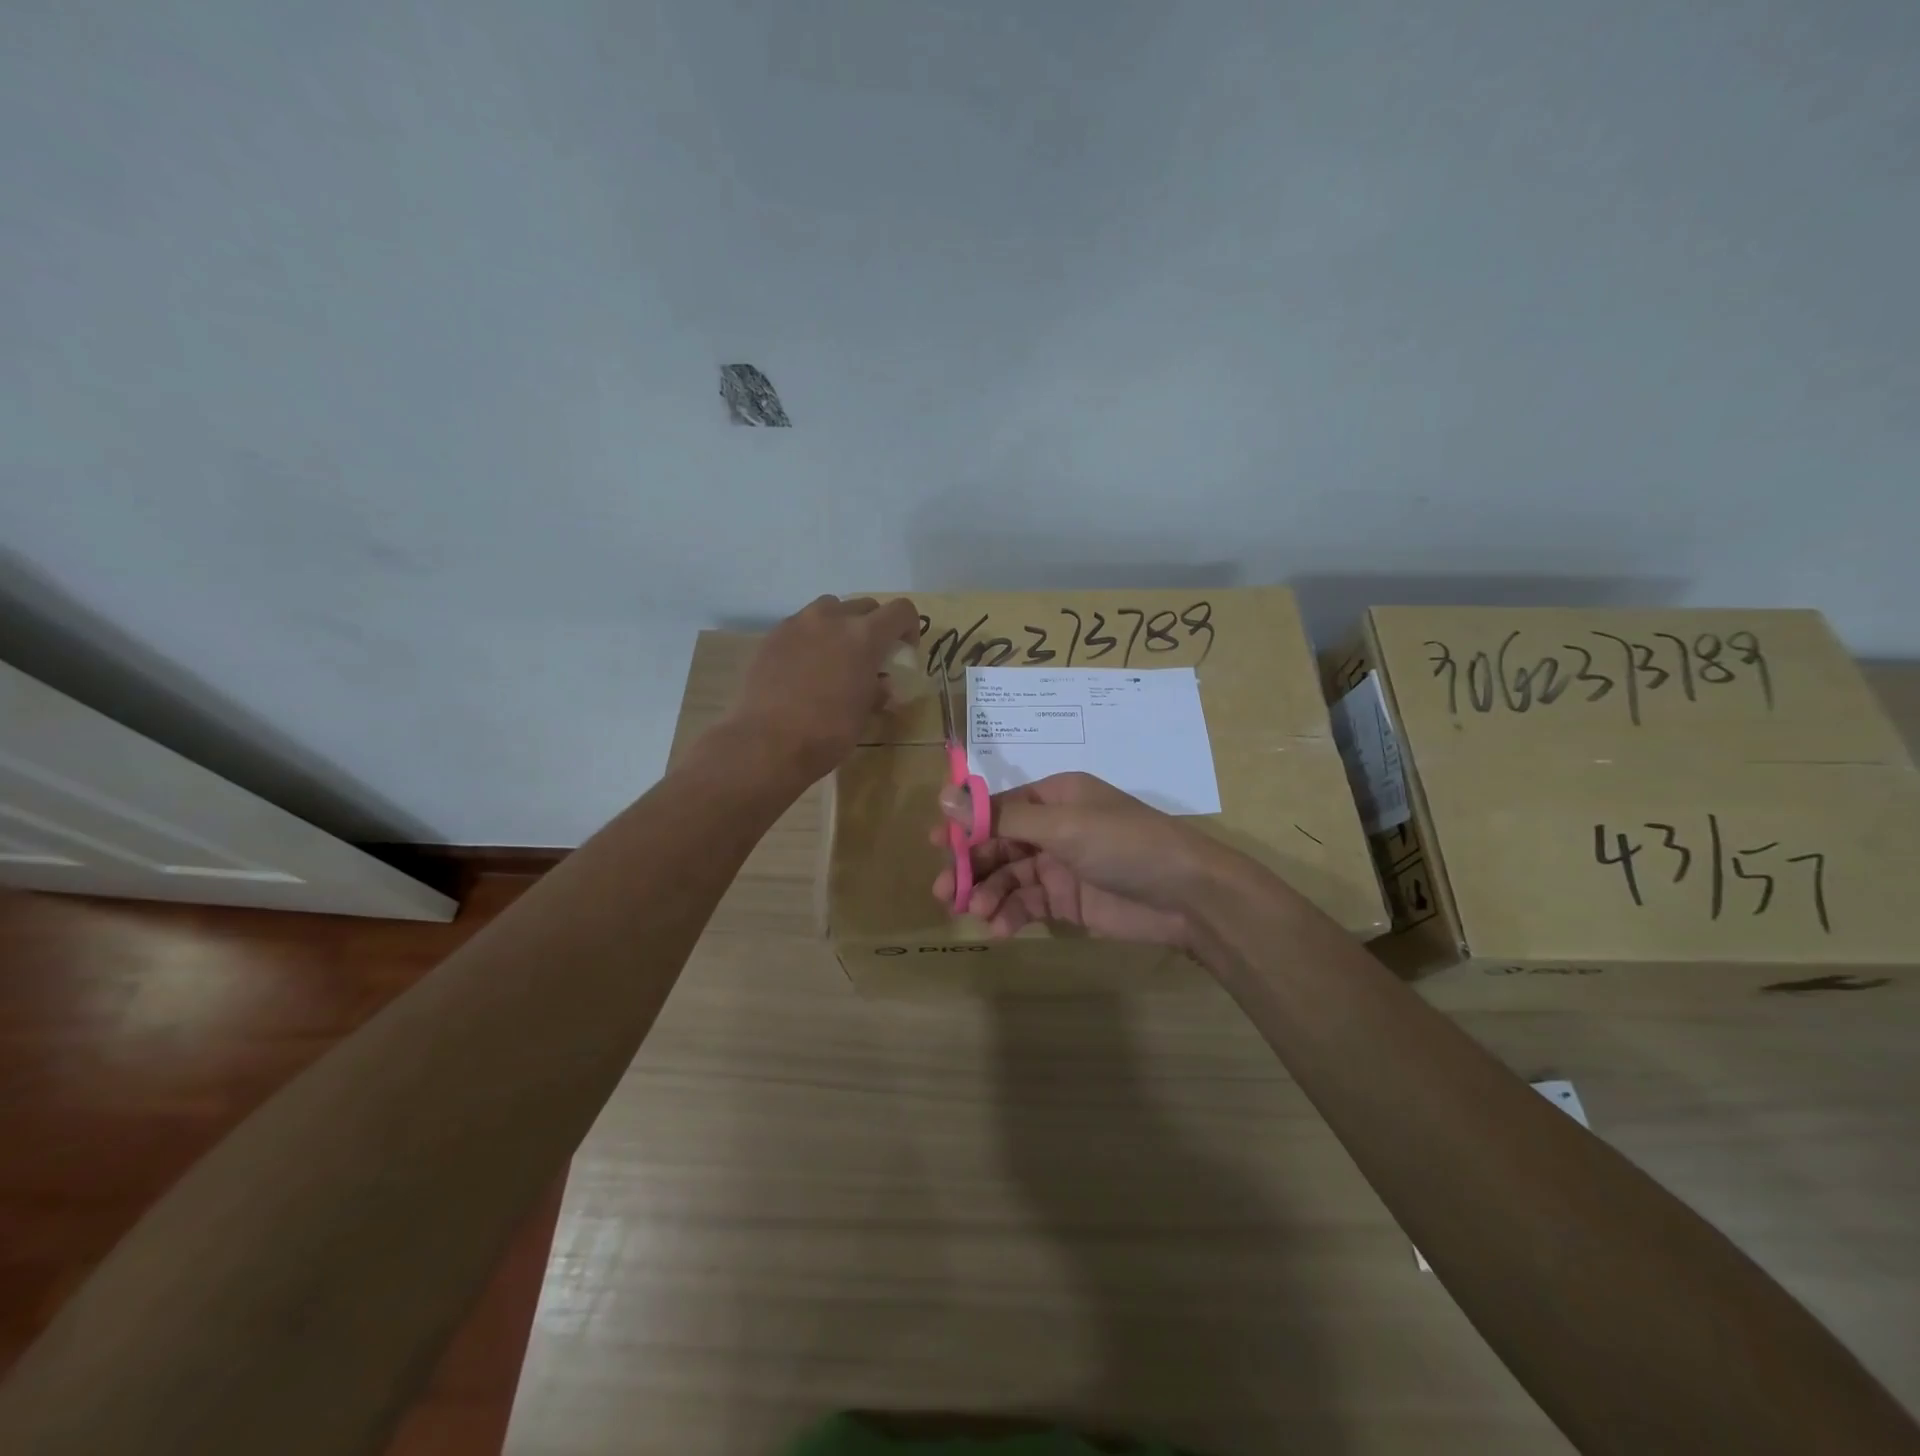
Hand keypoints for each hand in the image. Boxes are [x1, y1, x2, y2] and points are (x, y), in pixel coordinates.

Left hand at [725, 595, 919, 780]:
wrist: (768, 743)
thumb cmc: (828, 732)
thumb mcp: (865, 712)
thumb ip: (877, 689)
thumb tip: (880, 685)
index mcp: (864, 635)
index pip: (900, 610)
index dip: (909, 628)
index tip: (903, 651)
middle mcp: (832, 618)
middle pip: (865, 606)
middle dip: (874, 626)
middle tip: (870, 656)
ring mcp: (798, 623)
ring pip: (829, 608)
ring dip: (840, 624)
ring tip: (835, 655)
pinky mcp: (773, 636)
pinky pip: (801, 625)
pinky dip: (811, 637)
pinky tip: (805, 667)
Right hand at [929, 771, 1224, 950]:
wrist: (1186, 897)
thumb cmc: (1125, 845)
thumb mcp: (1063, 826)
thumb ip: (1002, 819)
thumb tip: (944, 797)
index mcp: (1054, 798)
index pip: (998, 807)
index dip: (965, 825)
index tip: (934, 844)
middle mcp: (1053, 828)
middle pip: (998, 844)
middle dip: (971, 865)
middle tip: (943, 891)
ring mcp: (1059, 866)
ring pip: (1008, 877)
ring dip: (988, 893)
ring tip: (975, 911)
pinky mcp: (1066, 901)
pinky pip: (1027, 904)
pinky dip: (1010, 915)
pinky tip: (999, 928)